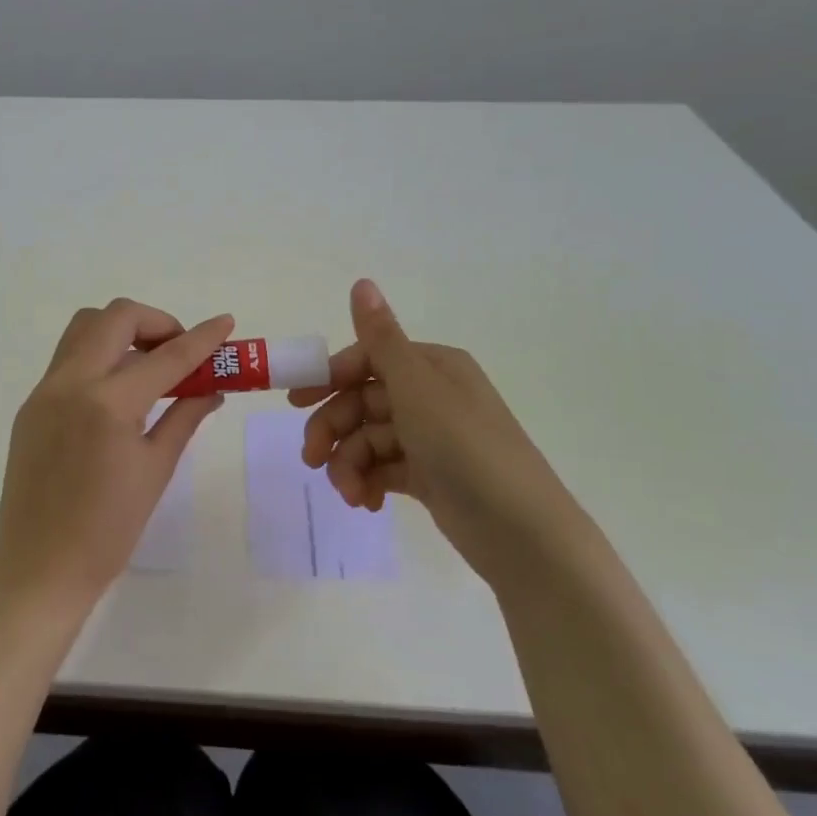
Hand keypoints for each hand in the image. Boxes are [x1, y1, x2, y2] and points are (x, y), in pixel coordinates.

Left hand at [0, 299, 234, 615]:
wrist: (40, 567)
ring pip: (84, 328)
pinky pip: (68, 359)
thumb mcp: (156, 470)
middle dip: (156, 322)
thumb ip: (184, 417)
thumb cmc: (109, 530)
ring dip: (121, 332)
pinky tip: (118, 394)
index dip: (202, 338)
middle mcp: (70, 383)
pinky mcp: (31, 405)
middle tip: (179, 352)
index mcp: (107, 403)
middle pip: (115, 317)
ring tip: (148, 367)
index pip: (166, 356)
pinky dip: (99, 358)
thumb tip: (212, 389)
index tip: (226, 322)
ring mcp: (44, 391)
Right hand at [289, 279, 591, 583]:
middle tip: (312, 458)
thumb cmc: (466, 449)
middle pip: (362, 402)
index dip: (328, 378)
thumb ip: (382, 339)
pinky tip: (365, 502)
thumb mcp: (417, 389)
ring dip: (348, 463)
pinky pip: (383, 469)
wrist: (523, 534)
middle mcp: (430, 396)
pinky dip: (367, 482)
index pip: (366, 360)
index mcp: (431, 367)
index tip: (294, 401)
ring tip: (348, 493)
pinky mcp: (429, 476)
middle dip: (333, 429)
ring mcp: (430, 438)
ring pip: (368, 439)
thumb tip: (361, 281)